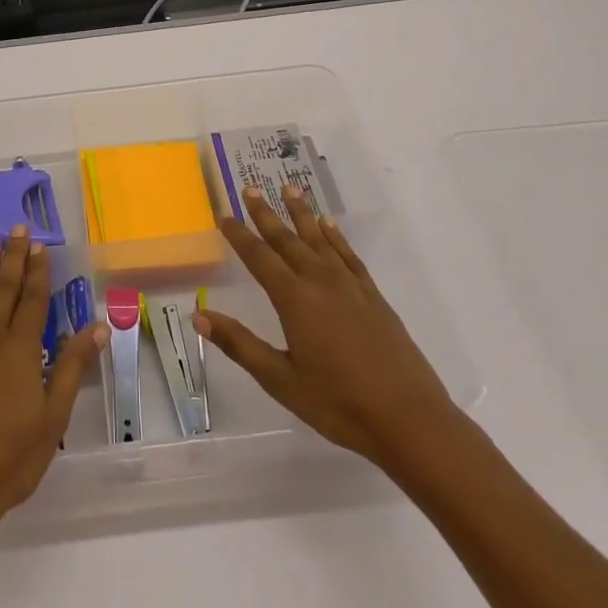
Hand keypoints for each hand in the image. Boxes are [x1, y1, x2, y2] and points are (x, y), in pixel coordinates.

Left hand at [0, 227, 106, 547]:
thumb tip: (96, 325)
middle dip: (13, 257)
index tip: (40, 244)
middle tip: (17, 228)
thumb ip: (71, 367)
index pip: (33, 300)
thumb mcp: (51, 420)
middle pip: (4, 289)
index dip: (38, 271)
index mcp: (20, 350)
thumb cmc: (7, 462)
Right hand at [196, 188, 461, 474]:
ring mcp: (350, 285)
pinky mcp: (372, 295)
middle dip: (265, 213)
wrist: (409, 420)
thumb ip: (240, 344)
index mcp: (294, 299)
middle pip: (287, 239)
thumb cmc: (337, 404)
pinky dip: (335, 236)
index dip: (240, 235)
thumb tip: (199, 316)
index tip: (224, 215)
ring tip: (288, 188)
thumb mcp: (280, 380)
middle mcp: (320, 281)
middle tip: (250, 188)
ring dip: (301, 213)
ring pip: (319, 238)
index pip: (259, 258)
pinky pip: (348, 254)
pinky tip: (328, 225)